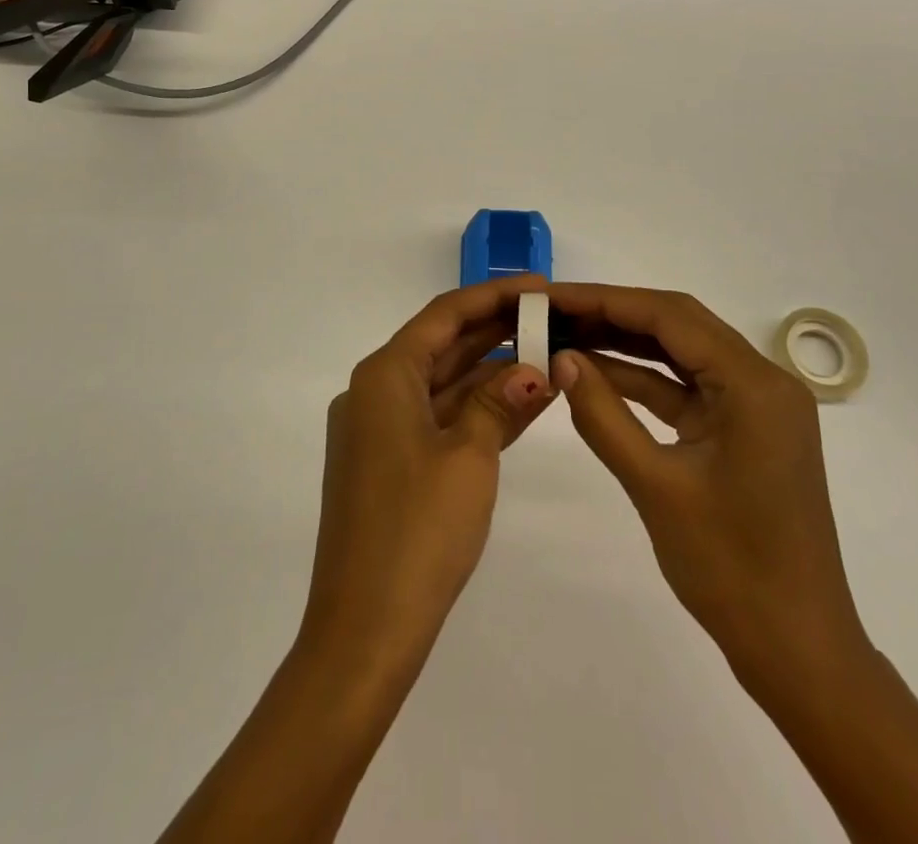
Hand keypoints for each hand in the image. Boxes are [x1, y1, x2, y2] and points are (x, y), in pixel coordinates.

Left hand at [301, 276, 555, 670]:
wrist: (364, 632)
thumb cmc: (416, 531)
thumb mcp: (469, 458)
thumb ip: (500, 403)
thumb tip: (535, 369)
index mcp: (384, 376)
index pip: (445, 316)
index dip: (494, 296)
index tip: (540, 286)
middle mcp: (376, 392)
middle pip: (444, 345)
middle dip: (498, 330)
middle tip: (553, 317)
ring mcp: (381, 430)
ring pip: (445, 383)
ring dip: (494, 372)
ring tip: (550, 354)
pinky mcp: (391, 464)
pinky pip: (441, 419)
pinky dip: (479, 409)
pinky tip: (526, 402)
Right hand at [548, 284, 867, 688]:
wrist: (796, 651)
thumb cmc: (731, 569)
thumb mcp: (655, 486)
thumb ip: (603, 415)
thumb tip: (561, 358)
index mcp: (754, 384)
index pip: (670, 317)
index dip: (605, 301)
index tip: (551, 297)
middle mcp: (763, 380)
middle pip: (678, 325)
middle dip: (612, 315)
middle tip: (553, 312)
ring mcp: (756, 405)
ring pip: (681, 353)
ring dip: (625, 344)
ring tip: (565, 334)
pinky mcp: (744, 429)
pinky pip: (687, 388)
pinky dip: (644, 380)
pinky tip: (596, 375)